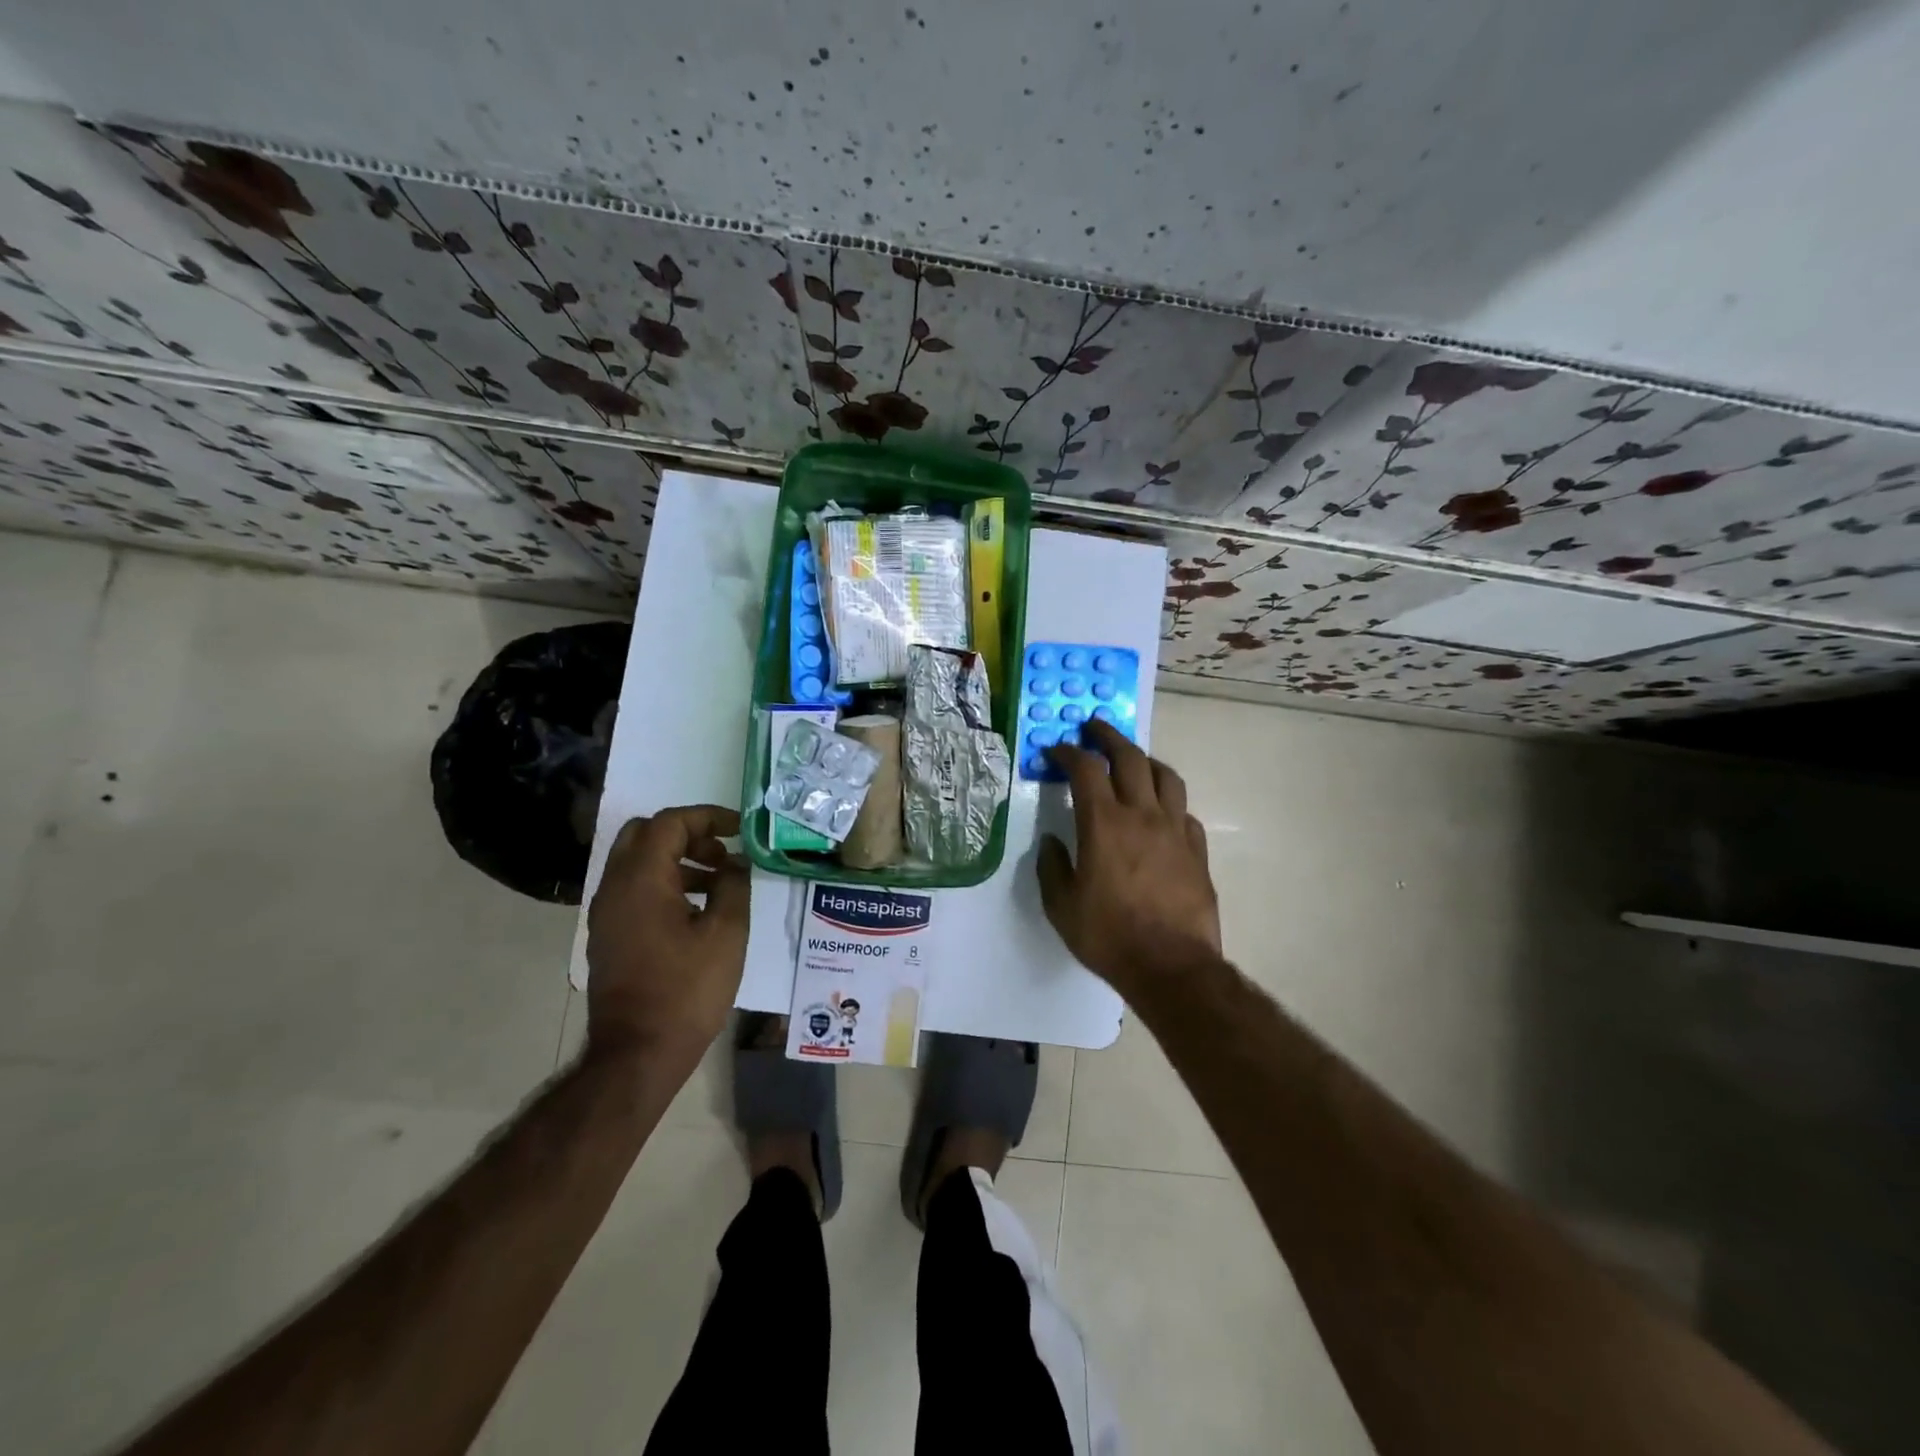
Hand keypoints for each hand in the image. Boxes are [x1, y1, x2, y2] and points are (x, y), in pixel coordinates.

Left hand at [586, 804, 748, 1069]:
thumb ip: (734, 886)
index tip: (740, 830)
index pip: (670, 822)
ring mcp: (606, 913)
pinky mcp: (608, 936)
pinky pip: (633, 890)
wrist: (637, 1053)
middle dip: (687, 834)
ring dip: (677, 860)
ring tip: (719, 884)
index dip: (708, 817)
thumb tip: (735, 864)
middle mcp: (615, 887)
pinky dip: (663, 883)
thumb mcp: (727, 933)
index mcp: (641, 879)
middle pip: (645, 834)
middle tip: (721, 853)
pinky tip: (696, 912)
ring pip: (638, 862)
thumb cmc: (687, 989)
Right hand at [1037, 720, 1220, 999]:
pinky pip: (1185, 813)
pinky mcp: (1197, 851)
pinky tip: (1161, 813)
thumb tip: (1051, 842)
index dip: (1068, 752)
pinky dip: (1169, 802)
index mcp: (1104, 824)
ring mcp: (1176, 831)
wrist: (1171, 967)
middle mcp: (1143, 815)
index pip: (1085, 769)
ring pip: (1166, 777)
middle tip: (1094, 729)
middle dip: (1109, 737)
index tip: (1056, 750)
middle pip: (1130, 758)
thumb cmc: (1109, 936)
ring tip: (1133, 760)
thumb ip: (1052, 867)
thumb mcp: (1062, 906)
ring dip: (1145, 760)